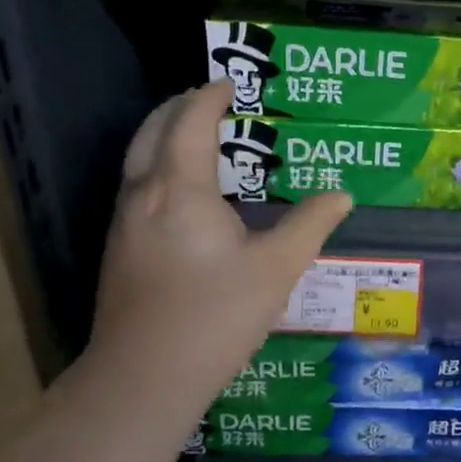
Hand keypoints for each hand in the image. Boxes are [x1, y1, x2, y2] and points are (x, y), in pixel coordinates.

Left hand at [86, 80, 350, 412]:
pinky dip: (158, 166)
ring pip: (137, 159)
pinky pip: (137, 186)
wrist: (144, 377)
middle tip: (211, 100)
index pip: (189, 122)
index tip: (231, 83)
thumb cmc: (215, 316)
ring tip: (200, 137)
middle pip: (151, 131)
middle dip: (179, 107)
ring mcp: (123, 223)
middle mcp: (143, 195)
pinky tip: (185, 193)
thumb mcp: (277, 268)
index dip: (209, 97)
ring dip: (165, 136)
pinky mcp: (118, 249)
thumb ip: (310, 224)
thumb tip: (342, 195)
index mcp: (180, 189)